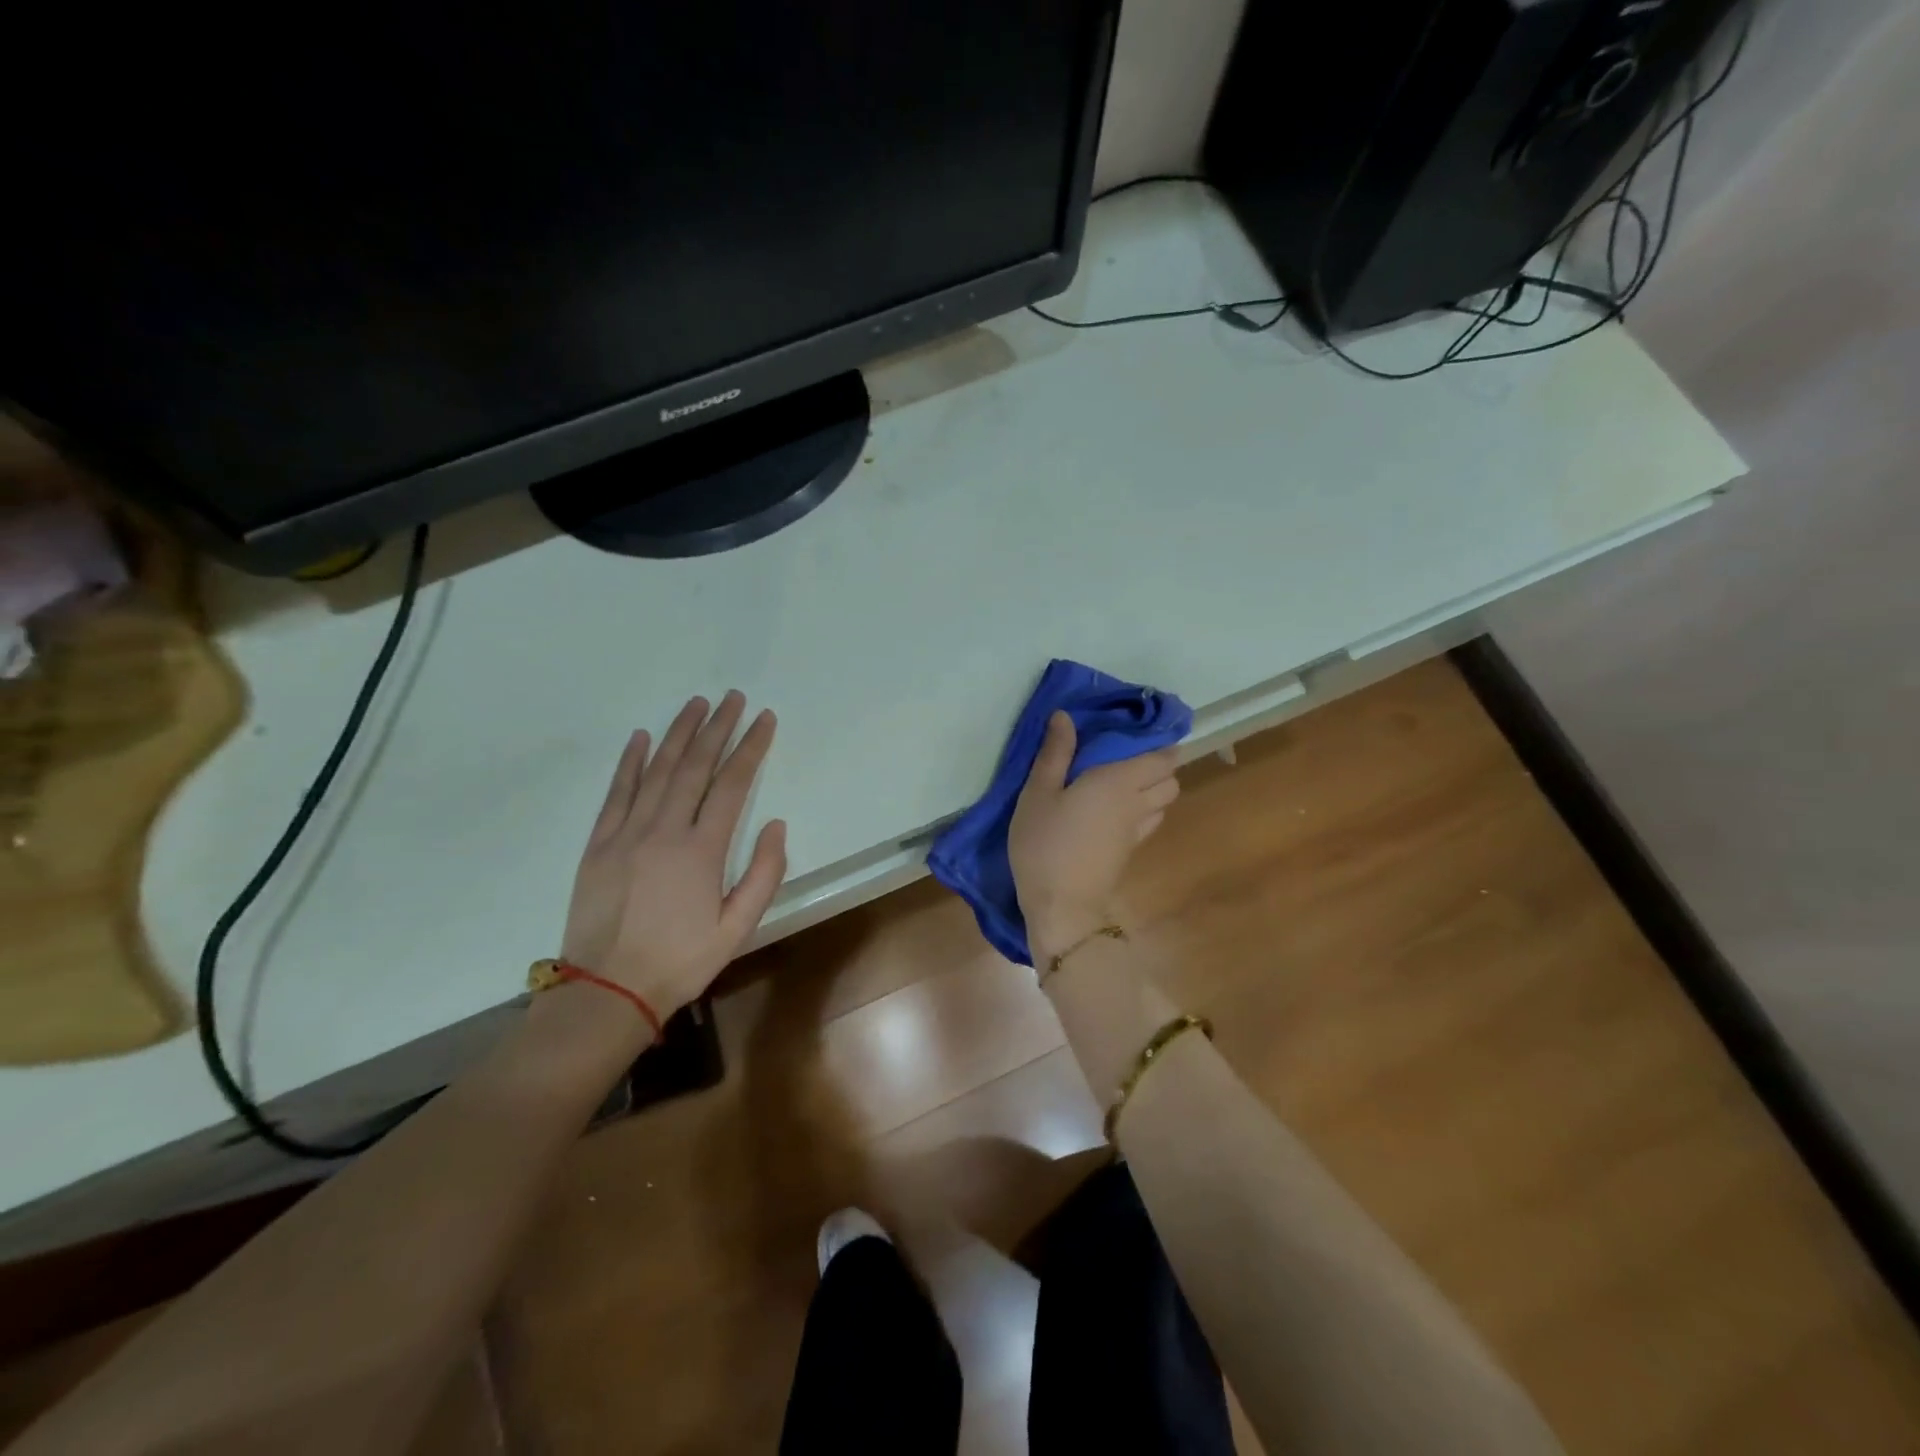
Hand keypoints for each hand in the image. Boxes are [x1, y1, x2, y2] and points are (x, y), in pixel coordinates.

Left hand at [560, 691, 787, 1017]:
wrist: (606, 992)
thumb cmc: (680, 961)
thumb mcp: (737, 928)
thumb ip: (763, 874)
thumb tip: (775, 824)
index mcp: (702, 850)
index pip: (733, 784)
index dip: (750, 747)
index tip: (764, 719)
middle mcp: (664, 830)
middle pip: (695, 767)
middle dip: (717, 728)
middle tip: (732, 698)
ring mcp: (626, 834)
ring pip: (656, 771)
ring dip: (678, 733)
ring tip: (696, 704)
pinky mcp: (598, 844)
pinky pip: (617, 793)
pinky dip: (630, 762)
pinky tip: (642, 738)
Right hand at [1008, 711, 1178, 954]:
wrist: (1060, 905)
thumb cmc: (1045, 843)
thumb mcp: (1038, 793)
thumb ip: (1054, 754)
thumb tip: (1065, 716)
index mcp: (1119, 781)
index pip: (1161, 757)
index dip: (1159, 742)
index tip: (1138, 732)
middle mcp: (1137, 803)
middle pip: (1170, 779)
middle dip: (1159, 765)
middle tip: (1127, 755)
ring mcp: (1137, 830)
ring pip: (1164, 802)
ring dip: (1153, 788)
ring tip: (1122, 781)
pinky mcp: (1130, 851)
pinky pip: (1149, 821)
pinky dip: (1143, 810)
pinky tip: (1115, 810)